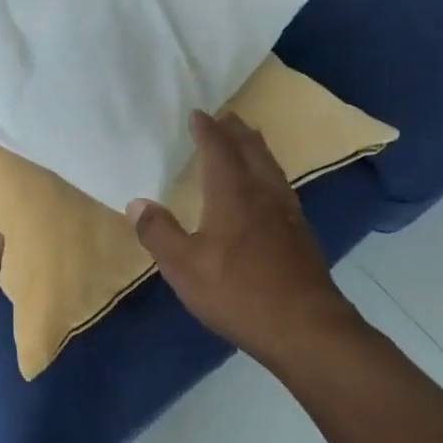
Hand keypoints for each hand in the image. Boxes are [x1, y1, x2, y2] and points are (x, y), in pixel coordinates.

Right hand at [127, 111, 357, 365]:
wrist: (306, 328)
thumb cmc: (238, 292)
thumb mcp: (184, 267)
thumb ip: (158, 233)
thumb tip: (137, 203)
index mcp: (233, 193)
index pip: (219, 149)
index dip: (207, 129)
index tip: (197, 114)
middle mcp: (263, 193)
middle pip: (252, 150)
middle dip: (236, 131)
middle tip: (225, 117)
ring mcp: (287, 213)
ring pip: (271, 167)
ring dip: (256, 148)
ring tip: (248, 141)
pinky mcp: (301, 235)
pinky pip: (281, 187)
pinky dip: (268, 173)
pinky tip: (266, 191)